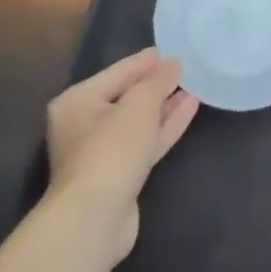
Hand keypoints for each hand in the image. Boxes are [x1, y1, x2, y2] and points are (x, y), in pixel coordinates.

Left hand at [45, 48, 198, 259]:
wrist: (95, 220)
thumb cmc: (111, 150)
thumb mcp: (140, 104)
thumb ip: (158, 80)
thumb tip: (172, 64)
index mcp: (77, 101)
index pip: (118, 72)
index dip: (146, 62)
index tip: (172, 51)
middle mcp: (83, 125)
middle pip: (126, 97)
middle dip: (156, 85)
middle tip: (184, 70)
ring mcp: (100, 154)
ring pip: (138, 122)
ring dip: (164, 107)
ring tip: (193, 88)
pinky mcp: (118, 176)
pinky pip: (144, 143)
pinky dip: (164, 127)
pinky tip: (188, 110)